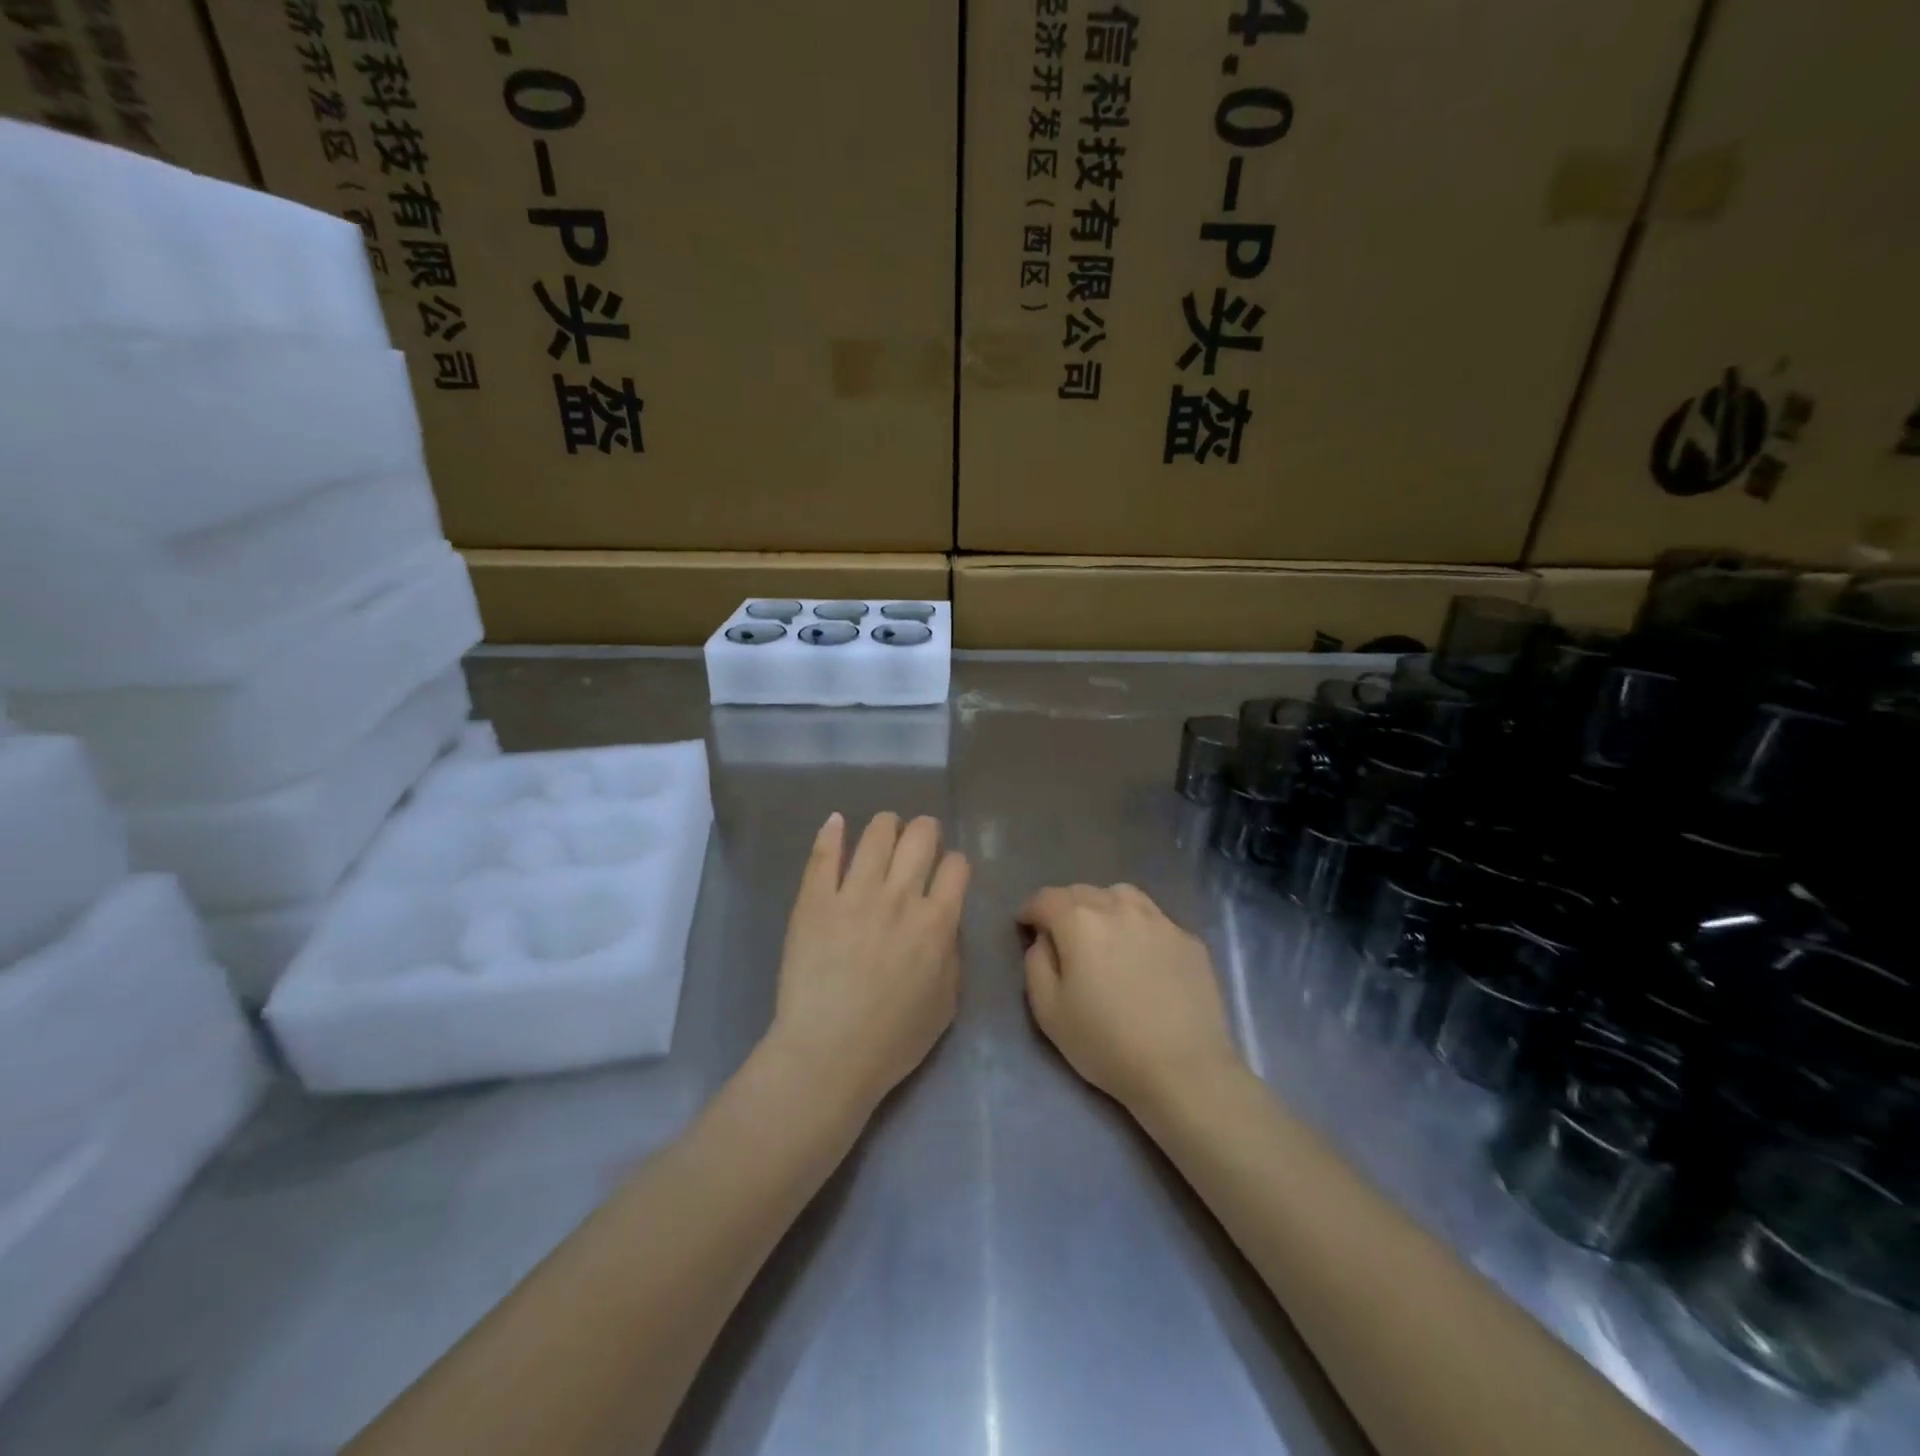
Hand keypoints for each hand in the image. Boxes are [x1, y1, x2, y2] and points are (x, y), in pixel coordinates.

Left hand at [766, 812, 969, 1114]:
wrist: (828, 1055)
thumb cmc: (893, 1040)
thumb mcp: (946, 1003)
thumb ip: (951, 954)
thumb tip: (944, 924)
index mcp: (937, 922)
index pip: (956, 866)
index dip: (954, 864)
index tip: (947, 871)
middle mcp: (900, 897)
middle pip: (920, 837)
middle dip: (925, 830)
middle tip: (919, 838)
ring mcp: (854, 894)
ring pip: (877, 835)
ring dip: (887, 825)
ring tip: (885, 828)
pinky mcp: (815, 900)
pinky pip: (824, 854)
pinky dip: (832, 832)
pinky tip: (836, 823)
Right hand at [1019, 884, 1242, 1115]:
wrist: (1184, 1070)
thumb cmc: (1106, 1043)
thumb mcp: (1048, 1011)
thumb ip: (1036, 963)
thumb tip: (1045, 940)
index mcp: (1079, 921)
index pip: (1045, 898)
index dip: (1030, 910)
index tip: (1025, 928)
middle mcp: (1119, 907)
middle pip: (1082, 892)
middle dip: (1064, 907)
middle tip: (1061, 935)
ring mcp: (1160, 920)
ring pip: (1122, 895)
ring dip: (1104, 906)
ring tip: (1103, 933)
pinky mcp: (1189, 939)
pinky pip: (1155, 920)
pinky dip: (1139, 927)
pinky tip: (1142, 956)